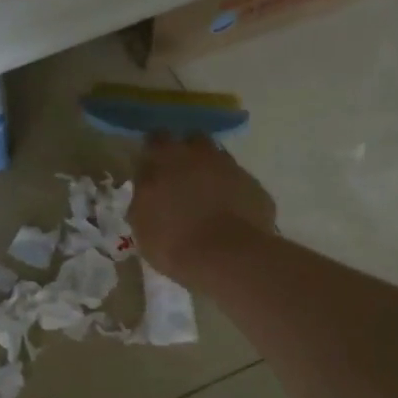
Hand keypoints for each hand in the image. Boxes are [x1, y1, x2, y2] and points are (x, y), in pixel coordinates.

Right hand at [130, 135, 277, 282]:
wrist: (229, 257)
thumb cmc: (174, 242)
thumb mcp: (142, 226)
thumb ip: (143, 200)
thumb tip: (146, 191)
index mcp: (165, 159)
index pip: (156, 139)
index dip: (154, 152)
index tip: (152, 167)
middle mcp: (199, 154)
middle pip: (192, 140)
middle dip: (186, 154)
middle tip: (181, 178)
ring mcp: (231, 167)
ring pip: (218, 159)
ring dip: (211, 171)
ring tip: (206, 198)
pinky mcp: (255, 186)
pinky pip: (239, 183)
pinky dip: (232, 193)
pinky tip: (229, 215)